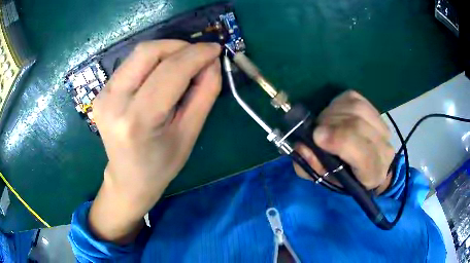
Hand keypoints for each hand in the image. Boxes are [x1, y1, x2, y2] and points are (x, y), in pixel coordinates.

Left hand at [89, 40, 221, 243]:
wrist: (128, 178)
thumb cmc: (161, 164)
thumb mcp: (190, 133)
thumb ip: (205, 94)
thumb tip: (211, 62)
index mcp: (137, 121)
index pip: (169, 71)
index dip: (196, 54)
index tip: (215, 49)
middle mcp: (113, 102)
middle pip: (148, 52)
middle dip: (179, 46)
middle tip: (198, 56)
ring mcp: (103, 95)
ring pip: (139, 53)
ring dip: (166, 51)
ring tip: (183, 65)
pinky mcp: (101, 92)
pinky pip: (131, 63)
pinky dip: (153, 60)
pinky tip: (162, 73)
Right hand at [294, 91, 394, 192]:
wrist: (366, 164)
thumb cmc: (343, 176)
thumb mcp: (324, 179)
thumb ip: (311, 167)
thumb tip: (302, 146)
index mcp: (373, 174)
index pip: (365, 155)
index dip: (341, 141)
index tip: (317, 136)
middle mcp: (384, 149)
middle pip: (358, 125)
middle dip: (330, 123)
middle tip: (315, 130)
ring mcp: (383, 127)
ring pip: (356, 107)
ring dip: (332, 112)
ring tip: (324, 123)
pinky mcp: (375, 110)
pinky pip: (353, 98)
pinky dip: (337, 103)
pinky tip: (334, 114)